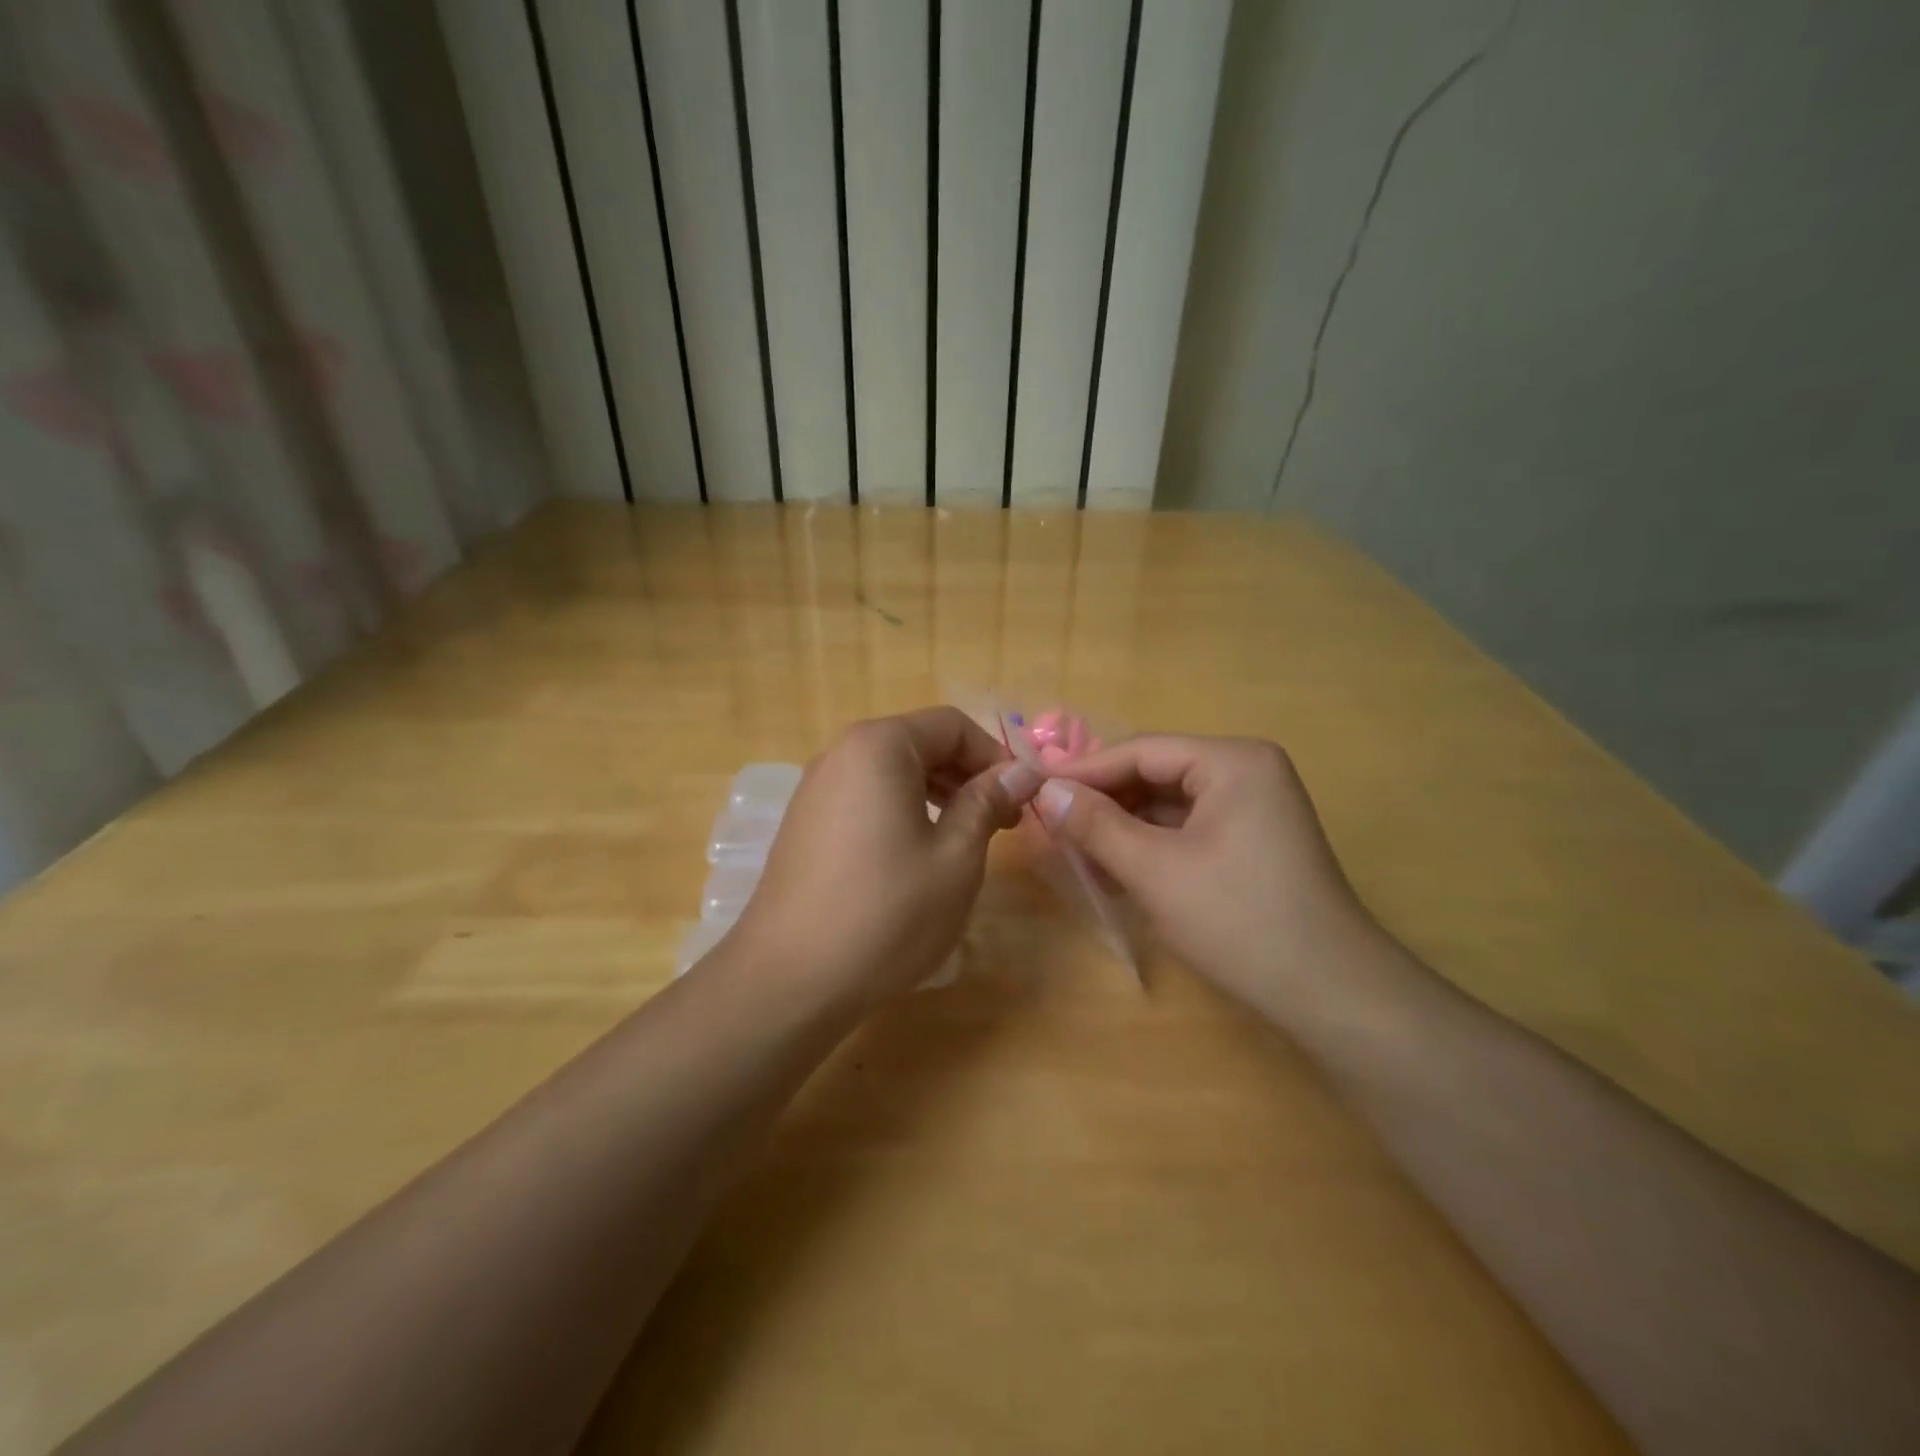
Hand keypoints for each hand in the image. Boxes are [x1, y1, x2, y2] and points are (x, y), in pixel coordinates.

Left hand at [729, 708, 1043, 1004]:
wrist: (790, 979)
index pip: (952, 726)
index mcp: (879, 746)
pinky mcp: (804, 825)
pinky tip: (916, 859)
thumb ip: (988, 802)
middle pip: (919, 745)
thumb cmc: (887, 912)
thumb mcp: (956, 856)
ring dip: (937, 797)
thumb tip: (1022, 771)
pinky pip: (865, 801)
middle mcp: (840, 755)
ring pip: (891, 775)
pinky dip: (901, 814)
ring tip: (966, 843)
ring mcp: (815, 790)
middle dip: (967, 777)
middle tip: (1002, 825)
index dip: (995, 757)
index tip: (1021, 801)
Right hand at [1038, 735, 1383, 1010]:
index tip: (1034, 788)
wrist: (1330, 993)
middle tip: (1053, 827)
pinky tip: (1117, 871)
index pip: (1141, 751)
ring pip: (1169, 804)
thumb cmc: (1238, 920)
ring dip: (1123, 828)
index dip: (1083, 770)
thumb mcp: (1154, 870)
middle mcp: (1247, 771)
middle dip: (1104, 803)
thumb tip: (1046, 789)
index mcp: (1233, 761)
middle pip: (1155, 774)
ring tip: (1080, 857)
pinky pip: (1188, 828)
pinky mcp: (1252, 840)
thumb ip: (1096, 825)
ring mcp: (1254, 806)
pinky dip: (1151, 846)